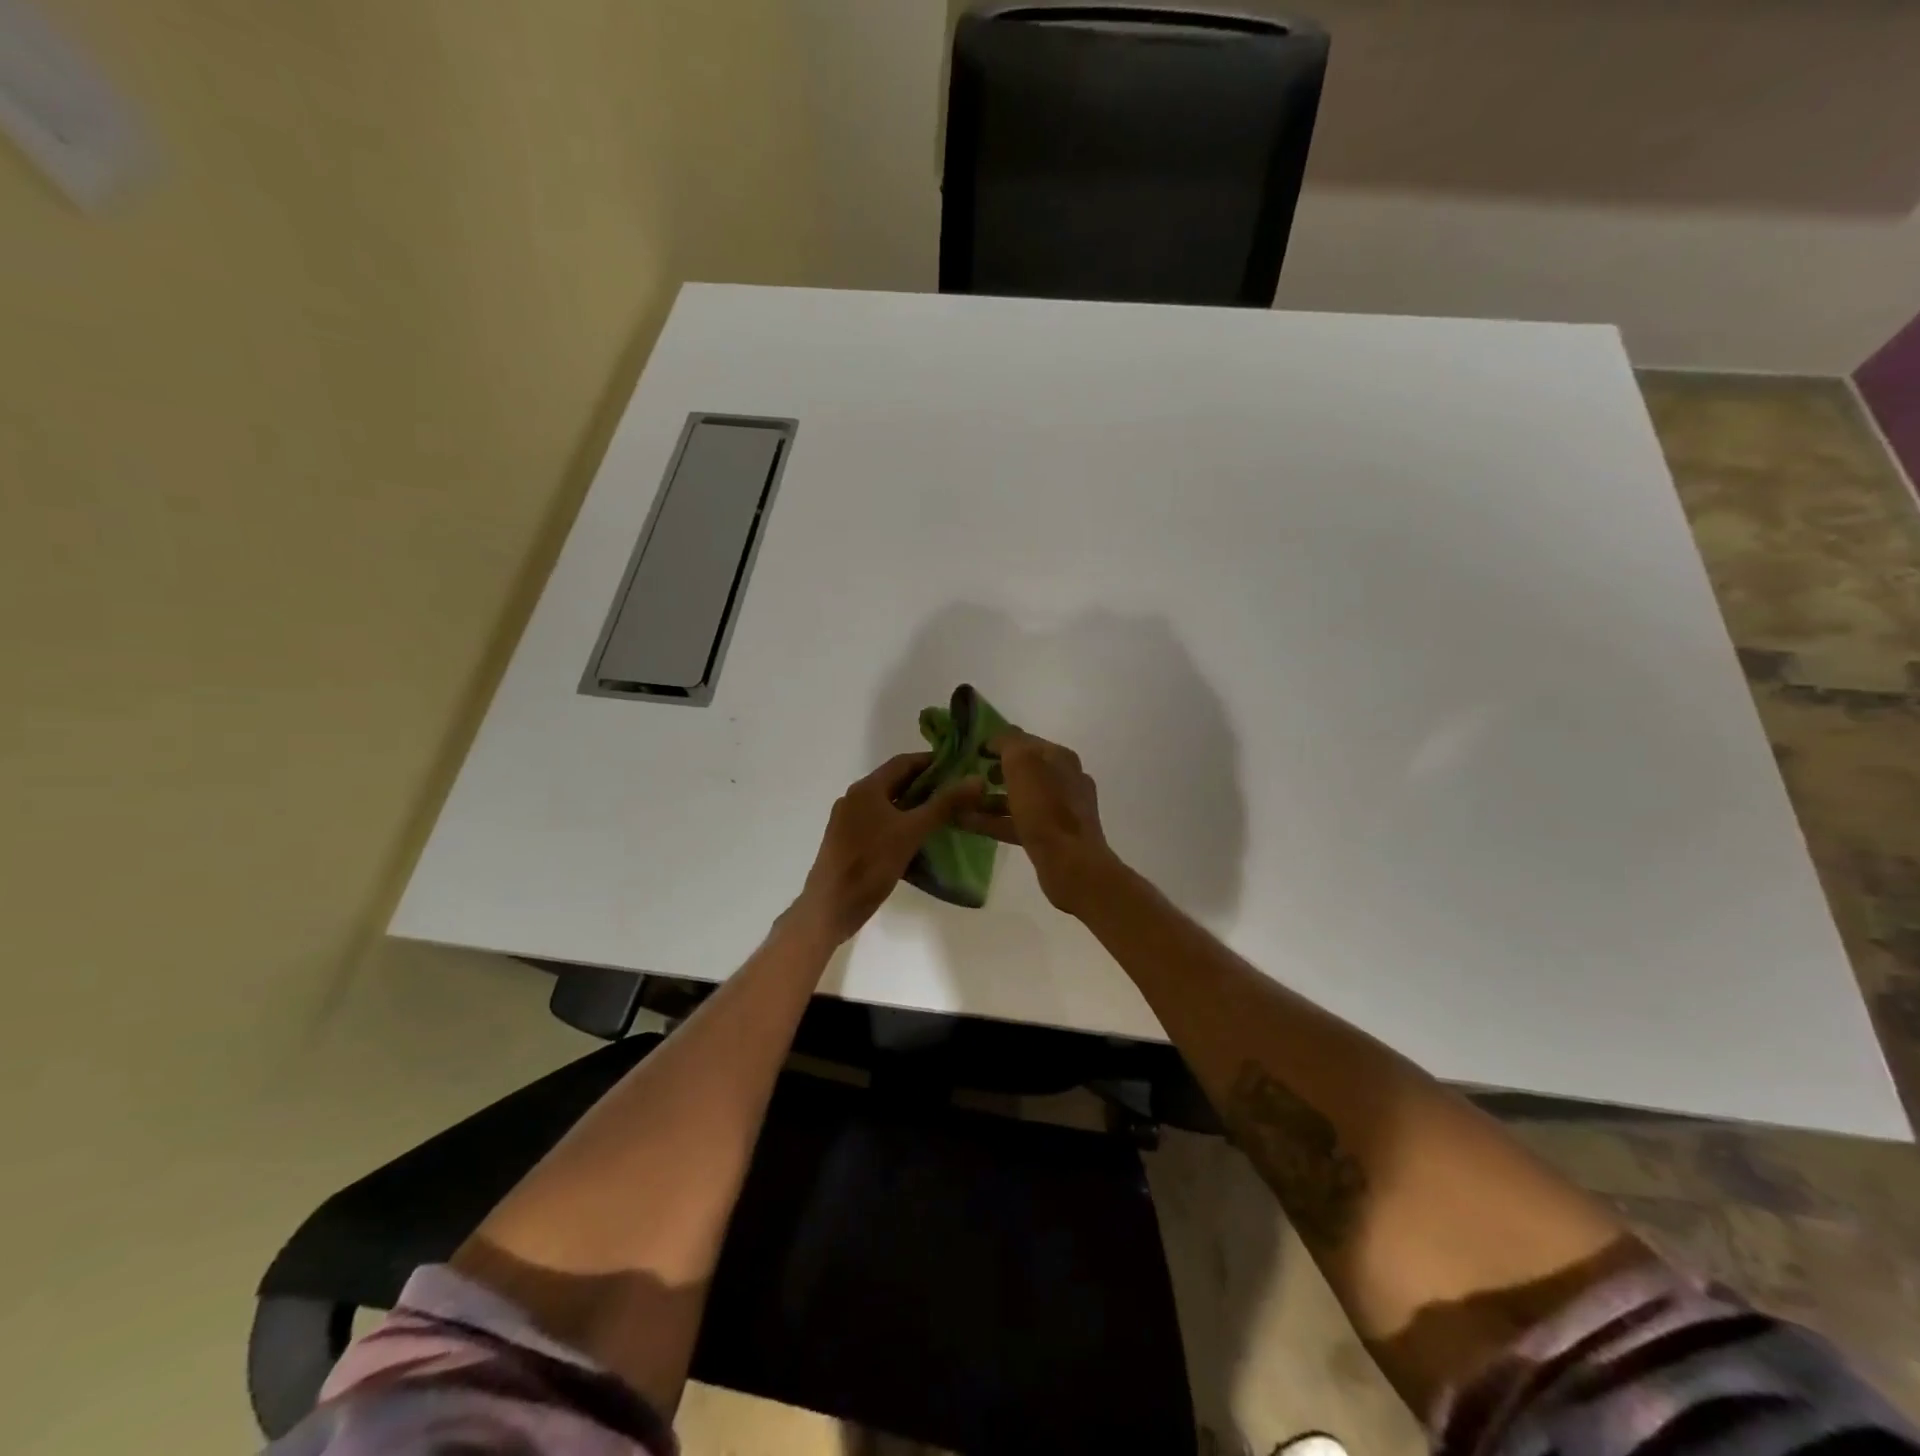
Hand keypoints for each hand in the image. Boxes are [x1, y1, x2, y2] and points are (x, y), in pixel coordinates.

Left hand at [792, 753, 985, 944]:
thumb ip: (944, 805)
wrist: (830, 908)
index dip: (932, 762)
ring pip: (889, 806)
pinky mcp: (849, 843)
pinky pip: (881, 825)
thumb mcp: (911, 832)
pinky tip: (921, 839)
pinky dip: (902, 825)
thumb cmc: (870, 864)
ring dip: (916, 807)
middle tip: (959, 793)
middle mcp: (855, 799)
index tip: (960, 767)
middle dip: (927, 786)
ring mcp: (849, 822)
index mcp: (866, 789)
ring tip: (947, 815)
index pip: (904, 762)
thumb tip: (976, 779)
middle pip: (896, 783)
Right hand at [955, 730, 1119, 915]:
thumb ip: (1009, 744)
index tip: (970, 750)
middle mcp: (1064, 780)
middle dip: (994, 771)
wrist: (1071, 864)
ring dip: (990, 799)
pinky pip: (1017, 822)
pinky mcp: (1051, 837)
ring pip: (1018, 798)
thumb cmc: (1046, 809)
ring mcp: (1060, 810)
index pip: (1024, 741)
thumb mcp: (1023, 763)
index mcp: (1060, 758)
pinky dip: (994, 821)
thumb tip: (997, 739)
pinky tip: (967, 824)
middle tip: (965, 777)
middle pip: (1023, 770)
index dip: (997, 743)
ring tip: (960, 802)